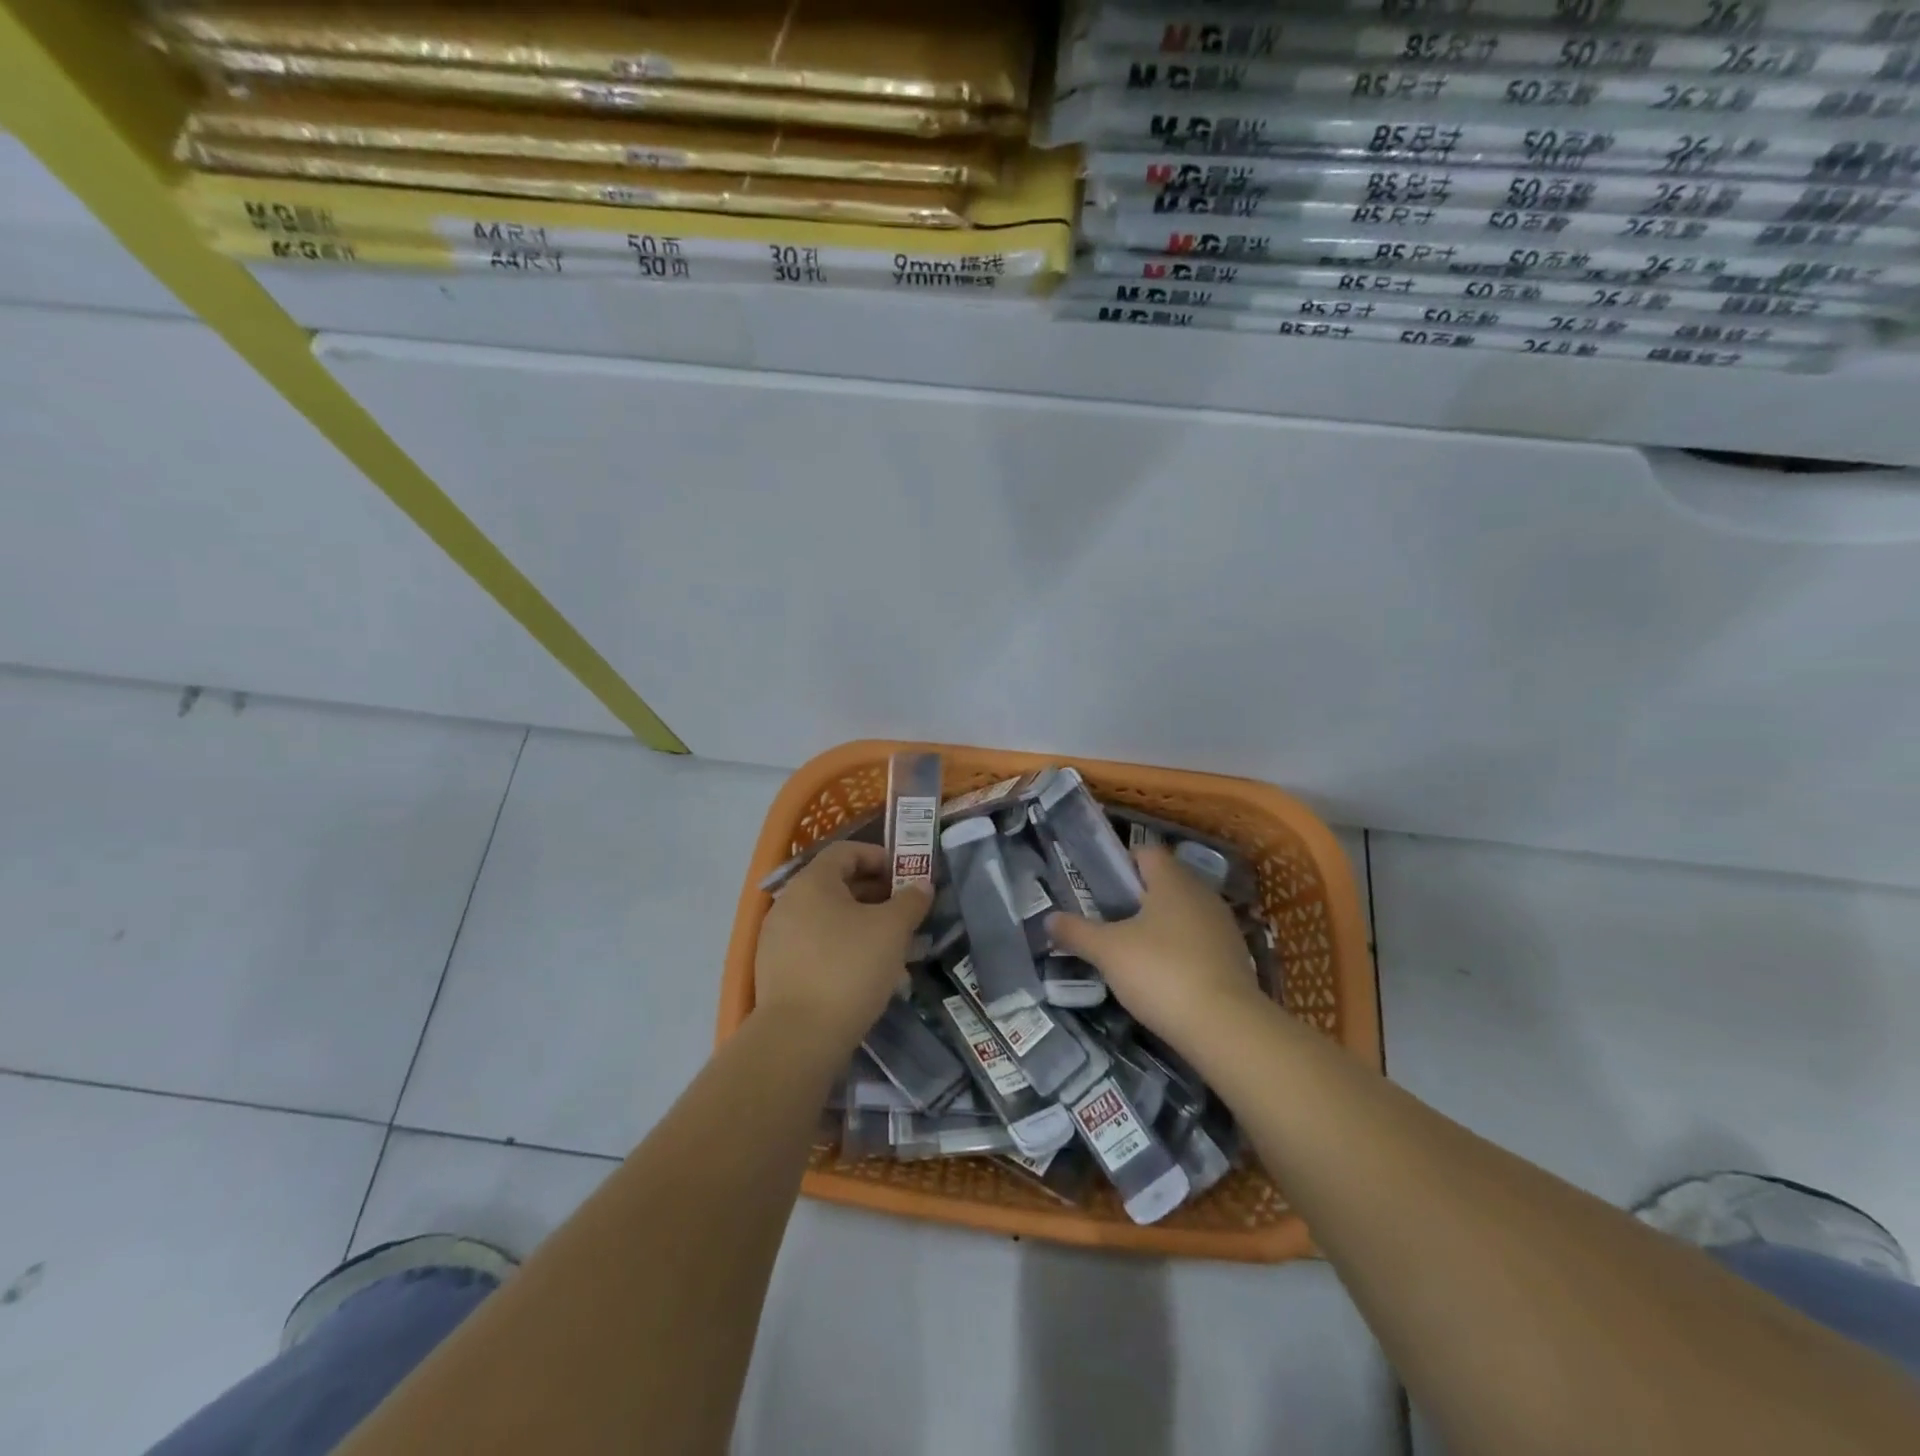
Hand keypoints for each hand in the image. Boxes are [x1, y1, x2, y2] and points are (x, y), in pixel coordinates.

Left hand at [754, 841, 930, 1050]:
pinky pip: (815, 945)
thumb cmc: (849, 968)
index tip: (904, 876)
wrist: (798, 1036)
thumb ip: (910, 901)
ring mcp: (777, 938)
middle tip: (905, 913)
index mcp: (812, 882)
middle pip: (836, 885)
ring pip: (827, 918)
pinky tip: (866, 973)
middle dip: (875, 894)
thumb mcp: (891, 930)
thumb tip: (922, 885)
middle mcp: (788, 902)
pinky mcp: (776, 970)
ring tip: (892, 947)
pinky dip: (842, 948)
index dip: (878, 857)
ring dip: (861, 924)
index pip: (845, 852)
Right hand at [1048, 845, 1260, 1052]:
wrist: (1225, 1026)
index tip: (1100, 886)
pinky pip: (1200, 941)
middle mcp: (1202, 894)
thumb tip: (1049, 919)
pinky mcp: (1235, 958)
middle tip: (1109, 918)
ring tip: (1132, 950)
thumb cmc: (1160, 972)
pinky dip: (1181, 950)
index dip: (1122, 863)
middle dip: (1138, 896)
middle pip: (1166, 881)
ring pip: (1184, 912)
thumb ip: (1077, 932)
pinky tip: (1163, 975)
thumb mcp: (1107, 952)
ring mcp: (1223, 926)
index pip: (1147, 852)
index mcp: (1172, 880)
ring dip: (1161, 924)